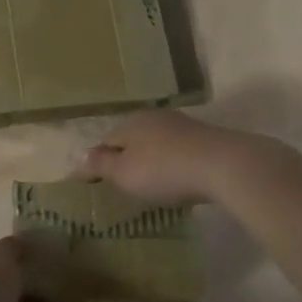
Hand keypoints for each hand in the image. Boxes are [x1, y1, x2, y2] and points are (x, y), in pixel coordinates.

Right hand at [83, 110, 265, 205]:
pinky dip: (173, 164)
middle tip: (123, 183)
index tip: (95, 181)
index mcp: (130, 123)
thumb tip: (77, 157)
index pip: (106, 141)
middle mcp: (154, 117)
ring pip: (157, 143)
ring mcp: (182, 125)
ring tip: (151, 183)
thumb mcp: (124, 172)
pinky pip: (179, 152)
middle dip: (126, 158)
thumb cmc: (164, 170)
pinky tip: (178, 179)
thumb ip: (100, 164)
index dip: (98, 161)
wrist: (224, 166)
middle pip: (132, 139)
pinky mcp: (206, 139)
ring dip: (152, 160)